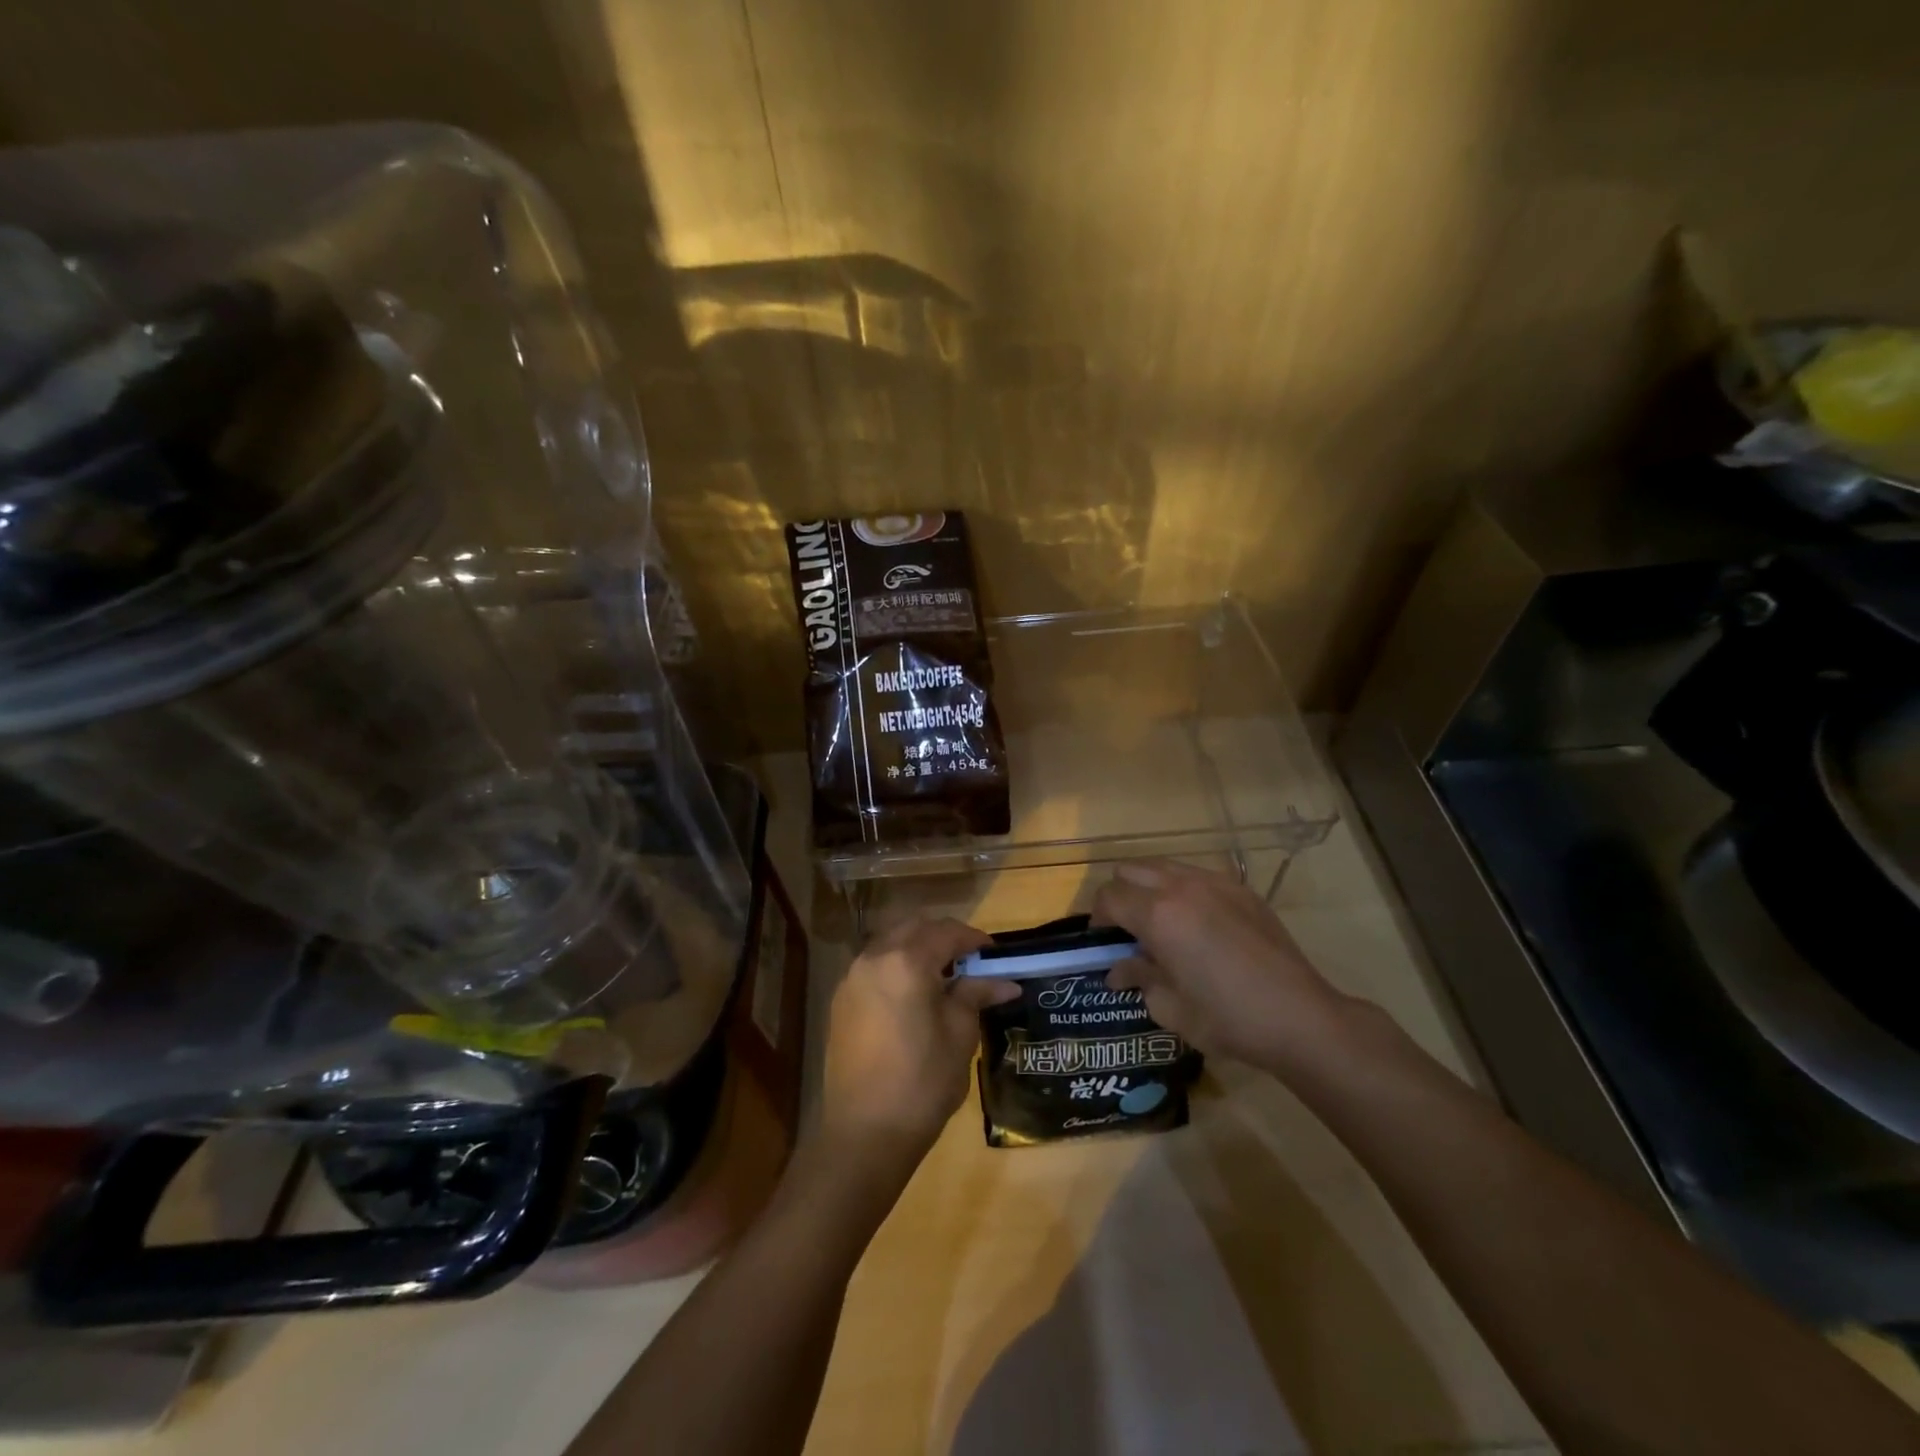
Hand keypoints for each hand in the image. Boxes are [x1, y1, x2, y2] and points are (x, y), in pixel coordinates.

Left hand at [816, 916, 1017, 1181]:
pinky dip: (897, 966)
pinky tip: (913, 995)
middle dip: (943, 937)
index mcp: (906, 961)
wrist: (864, 1133)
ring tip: (943, 977)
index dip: (974, 939)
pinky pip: (874, 966)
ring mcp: (852, 978)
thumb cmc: (922, 1082)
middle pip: (914, 928)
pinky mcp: (841, 1000)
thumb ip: (976, 996)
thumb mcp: (960, 1035)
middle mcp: (874, 957)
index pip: (946, 932)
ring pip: (890, 943)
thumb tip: (1005, 982)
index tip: (994, 954)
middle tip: (970, 960)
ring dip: (918, 948)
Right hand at [1092, 860, 1353, 1076]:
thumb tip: (1118, 970)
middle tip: (1127, 929)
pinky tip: (1197, 923)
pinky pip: (1196, 875)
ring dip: (1150, 888)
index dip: (1098, 918)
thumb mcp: (1170, 1007)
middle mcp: (1181, 887)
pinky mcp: (1241, 889)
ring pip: (1163, 866)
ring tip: (1160, 922)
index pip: (1109, 897)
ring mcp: (1214, 883)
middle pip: (1131, 870)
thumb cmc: (1227, 1019)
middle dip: (1121, 895)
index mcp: (1158, 915)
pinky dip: (1182, 890)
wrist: (1300, 1018)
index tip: (1103, 943)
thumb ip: (1139, 978)